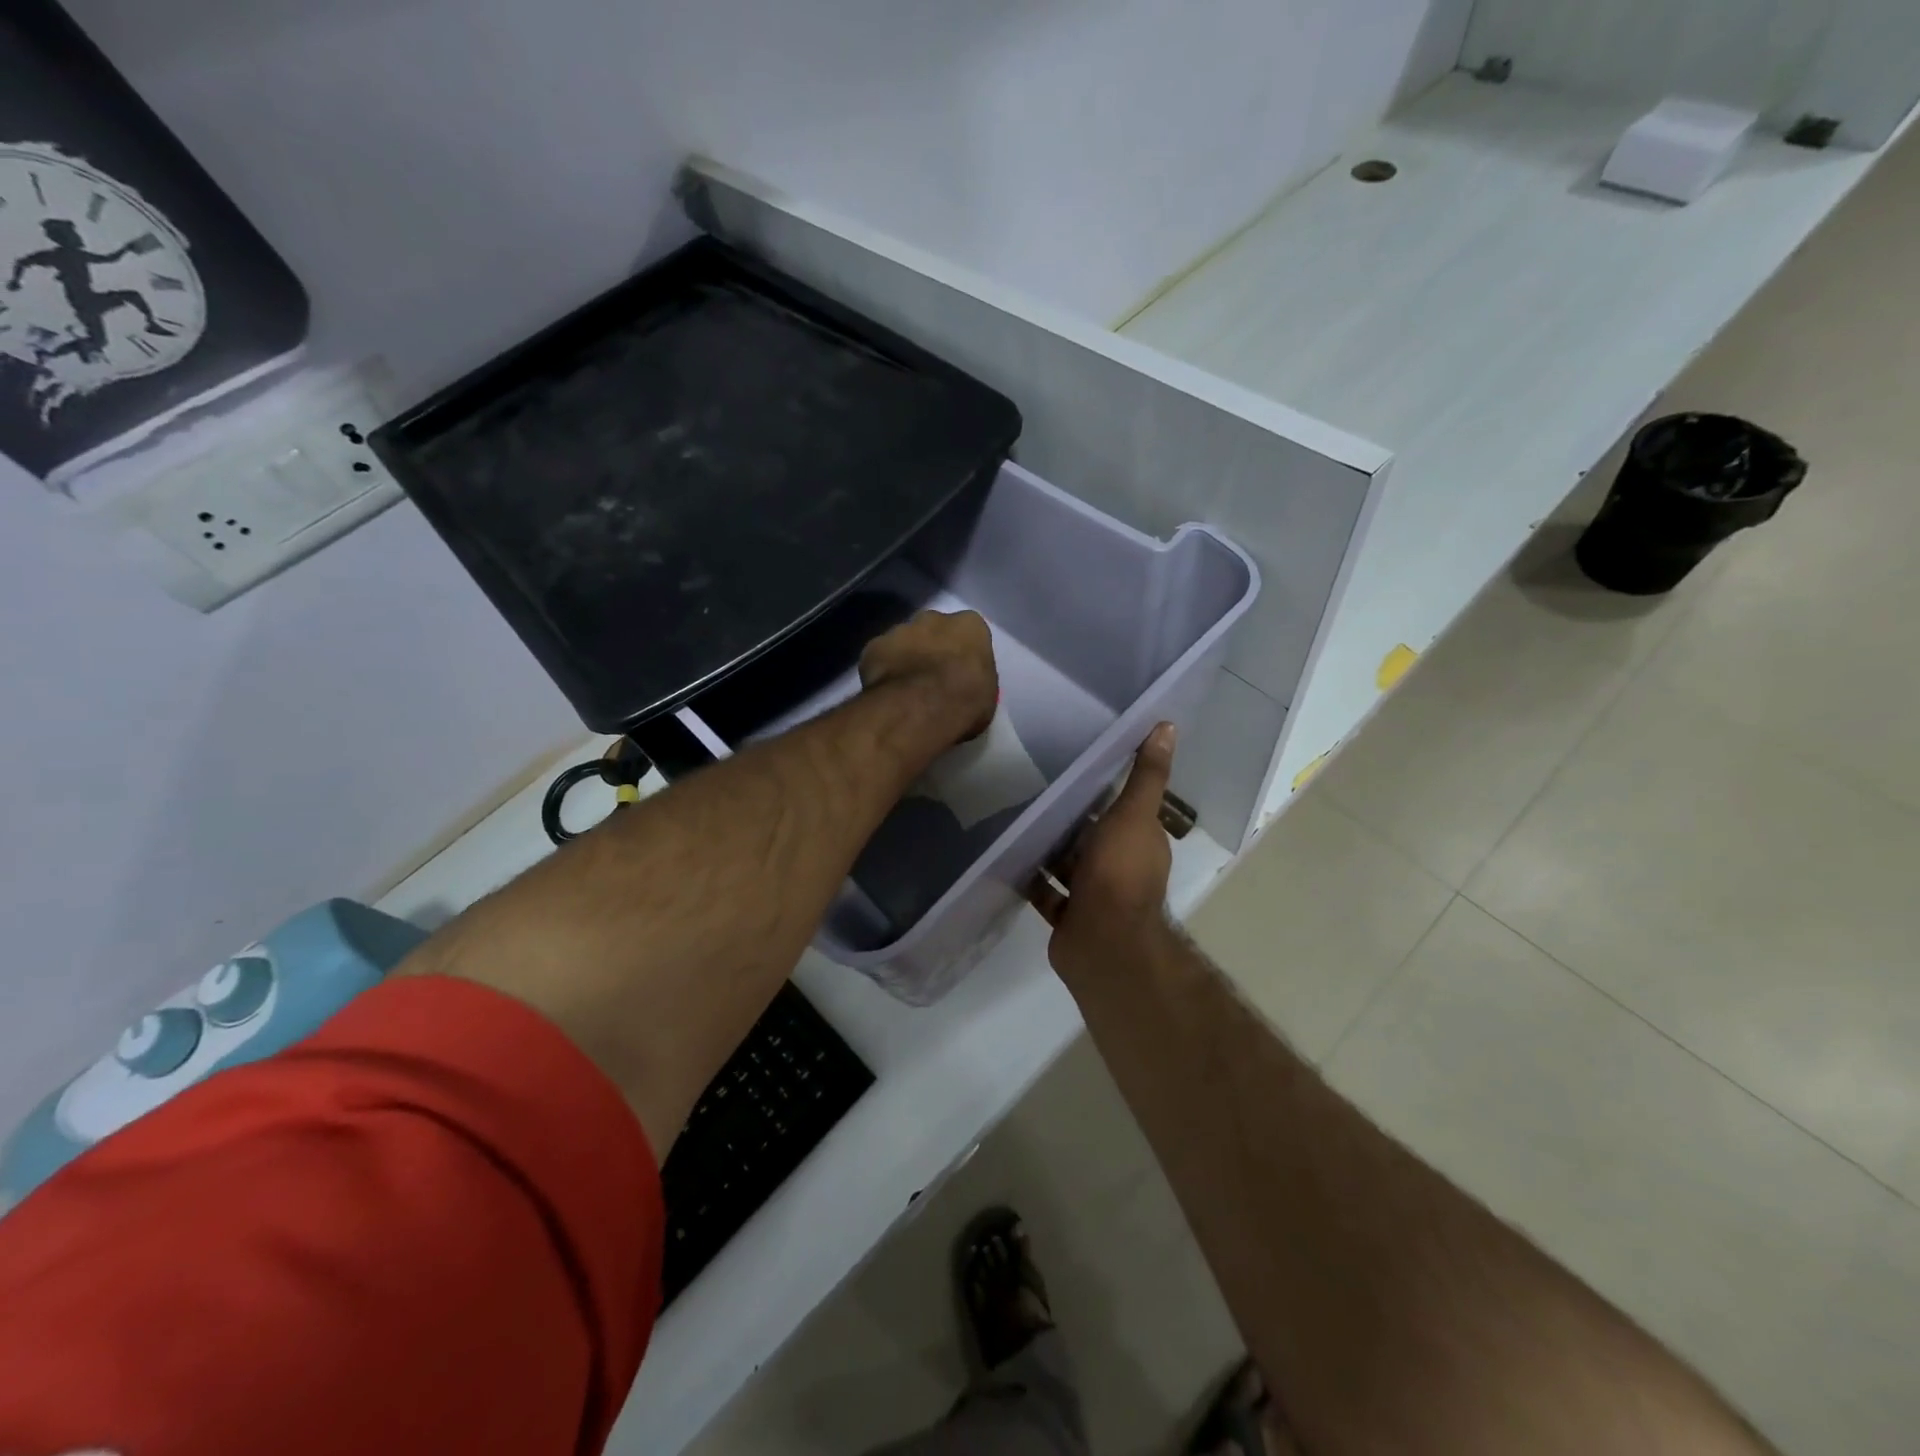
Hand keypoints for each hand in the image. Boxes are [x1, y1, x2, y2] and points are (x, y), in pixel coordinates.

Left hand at [859, 609, 997, 744]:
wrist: (920, 708)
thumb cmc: (965, 702)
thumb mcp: (987, 694)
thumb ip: (975, 678)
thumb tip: (964, 683)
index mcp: (969, 625)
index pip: (968, 632)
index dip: (962, 653)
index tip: (960, 672)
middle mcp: (934, 618)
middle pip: (933, 630)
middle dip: (932, 649)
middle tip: (932, 678)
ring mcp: (900, 629)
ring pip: (903, 641)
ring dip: (906, 658)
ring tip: (906, 689)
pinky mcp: (873, 647)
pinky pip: (880, 658)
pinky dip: (882, 671)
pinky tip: (886, 692)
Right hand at [1027, 723, 1176, 975]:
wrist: (1102, 942)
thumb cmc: (1119, 872)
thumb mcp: (1134, 814)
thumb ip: (1146, 774)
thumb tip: (1167, 726)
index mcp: (1140, 843)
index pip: (1125, 810)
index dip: (1106, 789)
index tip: (1078, 764)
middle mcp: (1120, 868)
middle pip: (1093, 836)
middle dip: (1071, 818)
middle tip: (1036, 786)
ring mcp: (1093, 894)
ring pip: (1069, 863)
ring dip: (1049, 847)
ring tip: (1016, 816)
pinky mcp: (1068, 915)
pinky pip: (1047, 890)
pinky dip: (1032, 877)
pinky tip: (1008, 856)